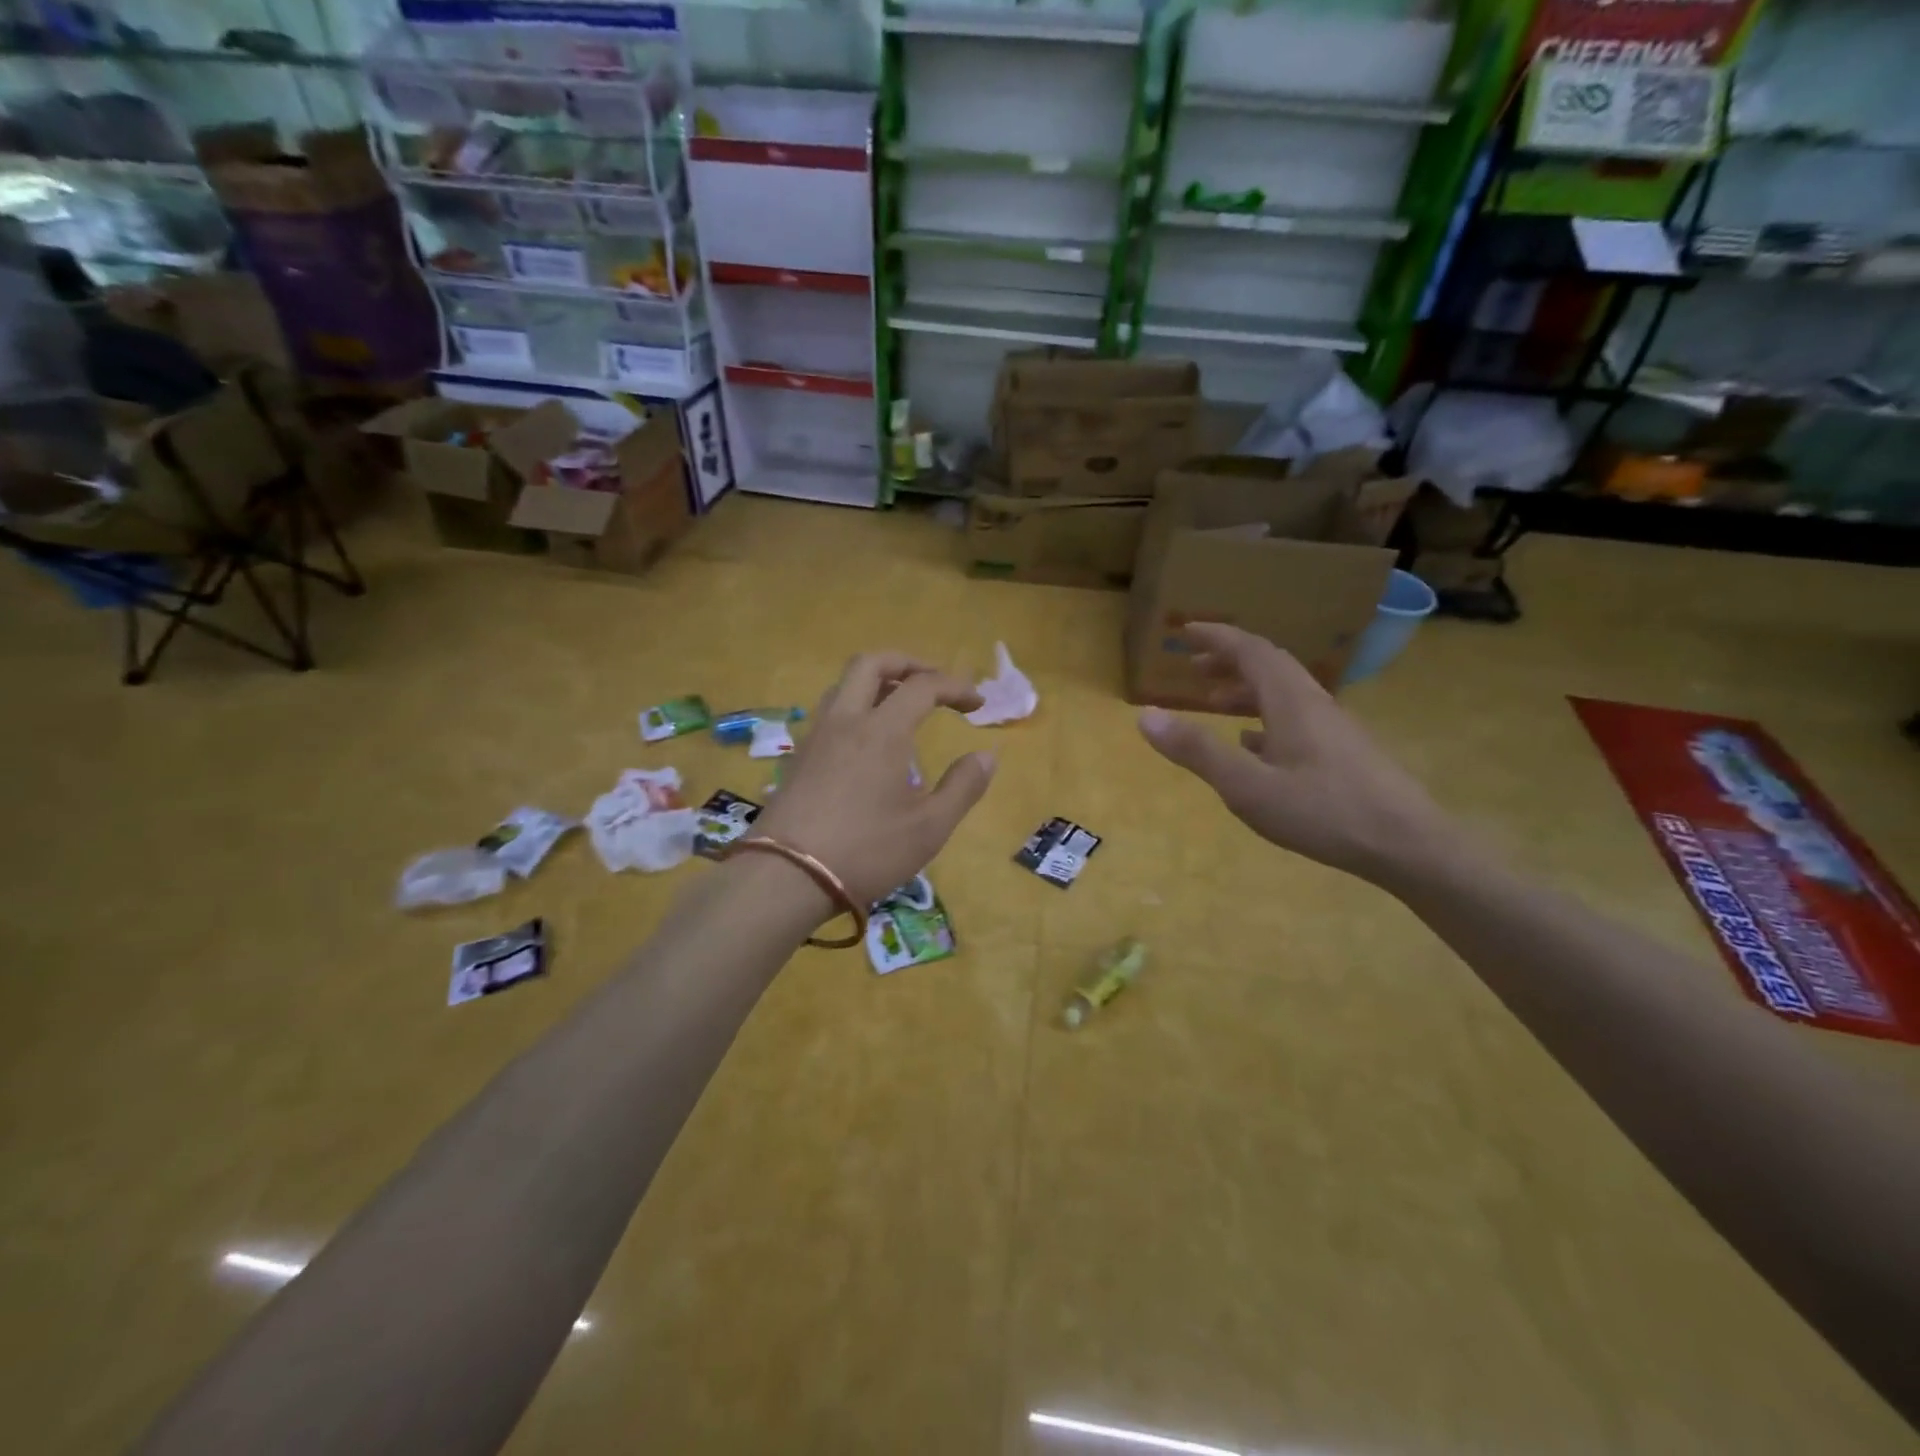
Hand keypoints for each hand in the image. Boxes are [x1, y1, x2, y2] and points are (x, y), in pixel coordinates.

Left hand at [752, 652, 997, 908]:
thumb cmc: (866, 852)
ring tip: (901, 706)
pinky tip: (867, 742)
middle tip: (934, 683)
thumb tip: (986, 756)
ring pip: (844, 686)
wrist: (786, 878)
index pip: (923, 686)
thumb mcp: (929, 828)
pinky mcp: (798, 759)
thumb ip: (963, 787)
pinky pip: (830, 714)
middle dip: (908, 663)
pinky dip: (856, 708)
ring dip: (877, 683)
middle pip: (871, 664)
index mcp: (882, 731)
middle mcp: (845, 721)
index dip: (955, 687)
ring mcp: (815, 738)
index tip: (978, 704)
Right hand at [1137, 624, 1456, 885]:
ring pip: (1283, 693)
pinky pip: (1296, 718)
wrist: (1408, 845)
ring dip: (1245, 690)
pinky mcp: (1343, 752)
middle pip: (1269, 665)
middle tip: (1192, 668)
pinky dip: (1265, 718)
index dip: (1216, 637)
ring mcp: (1333, 727)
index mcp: (1291, 701)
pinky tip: (1253, 745)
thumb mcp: (1247, 786)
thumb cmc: (1323, 812)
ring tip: (1213, 705)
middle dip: (1228, 660)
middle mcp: (1313, 703)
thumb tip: (1145, 715)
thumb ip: (1197, 751)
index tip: (1184, 630)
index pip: (1250, 650)